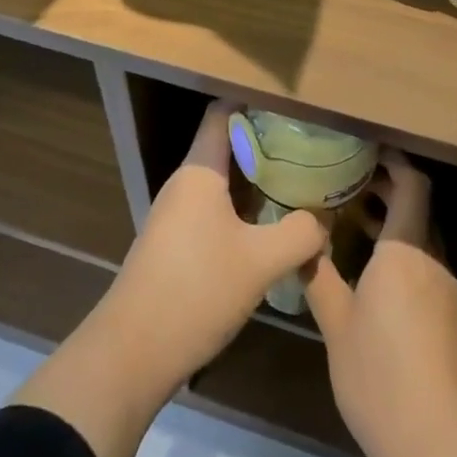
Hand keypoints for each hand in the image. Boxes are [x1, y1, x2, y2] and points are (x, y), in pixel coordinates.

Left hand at [15, 99, 327, 456]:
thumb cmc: (196, 291)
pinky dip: (246, 209)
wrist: (132, 354)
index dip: (258, 103)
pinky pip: (217, 210)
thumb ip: (300, 233)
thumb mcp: (260, 262)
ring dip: (260, 181)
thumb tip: (324, 220)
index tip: (297, 107)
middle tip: (313, 148)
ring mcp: (178, 215)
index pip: (224, 112)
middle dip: (270, 144)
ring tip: (303, 183)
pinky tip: (274, 227)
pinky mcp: (177, 244)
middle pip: (228, 145)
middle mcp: (186, 184)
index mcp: (199, 171)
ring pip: (225, 182)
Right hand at [304, 149, 456, 456]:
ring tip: (351, 227)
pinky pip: (428, 270)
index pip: (412, 185)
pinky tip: (375, 281)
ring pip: (421, 242)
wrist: (449, 454)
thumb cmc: (384, 381)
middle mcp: (434, 263)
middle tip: (345, 183)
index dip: (393, 161)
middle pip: (417, 210)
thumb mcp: (337, 329)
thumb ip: (319, 277)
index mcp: (406, 253)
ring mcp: (450, 294)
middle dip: (385, 191)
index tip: (364, 148)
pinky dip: (402, 258)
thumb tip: (302, 240)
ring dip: (391, 227)